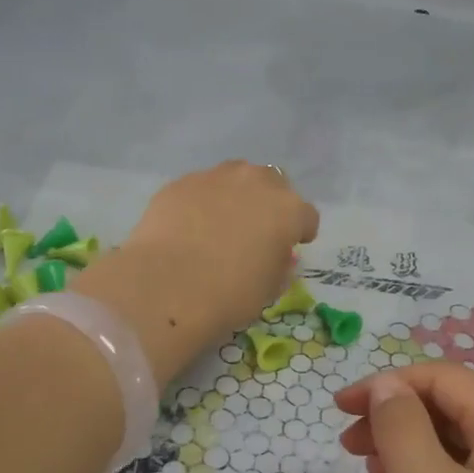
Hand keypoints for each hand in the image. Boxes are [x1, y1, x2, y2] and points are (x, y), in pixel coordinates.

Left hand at [75, 162, 318, 383]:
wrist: (167, 286)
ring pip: (235, 177)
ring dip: (236, 195)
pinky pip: (200, 188)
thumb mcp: (269, 289)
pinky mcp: (180, 183)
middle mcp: (255, 183)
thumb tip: (274, 254)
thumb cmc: (229, 295)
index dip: (301, 232)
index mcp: (287, 210)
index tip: (292, 246)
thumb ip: (278, 264)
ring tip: (221, 222)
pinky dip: (201, 202)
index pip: (306, 216)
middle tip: (256, 229)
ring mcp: (215, 178)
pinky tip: (189, 226)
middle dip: (269, 202)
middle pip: (273, 183)